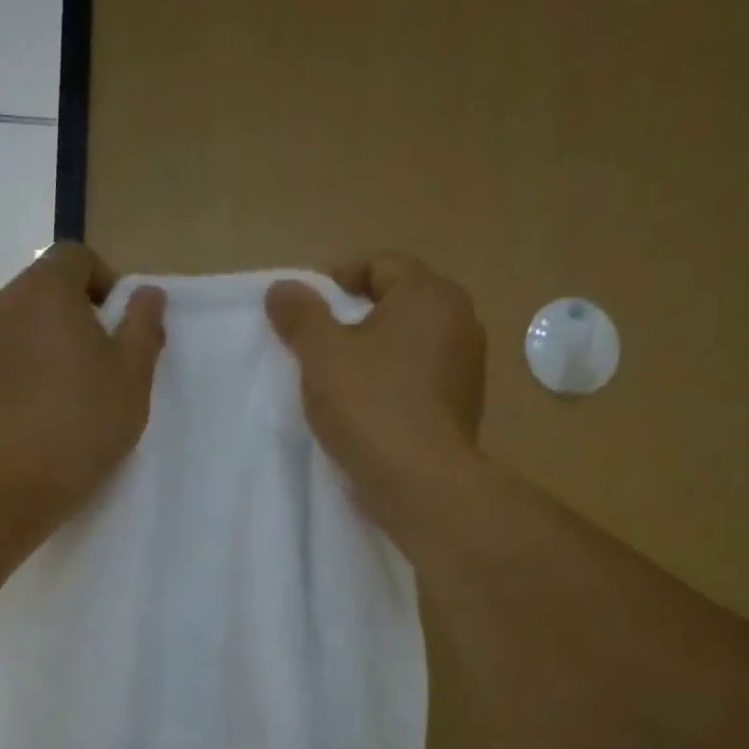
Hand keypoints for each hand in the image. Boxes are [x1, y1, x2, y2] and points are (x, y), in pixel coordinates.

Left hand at [0, 244, 165, 509]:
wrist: (17, 484)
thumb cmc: (86, 422)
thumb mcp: (134, 374)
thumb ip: (143, 324)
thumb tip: (147, 293)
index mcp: (46, 291)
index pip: (76, 256)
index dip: (104, 281)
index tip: (118, 324)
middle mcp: (1, 304)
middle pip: (42, 290)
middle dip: (72, 314)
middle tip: (96, 362)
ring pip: (15, 327)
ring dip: (40, 344)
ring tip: (61, 392)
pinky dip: (13, 373)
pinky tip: (31, 414)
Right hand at [264, 252, 485, 530]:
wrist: (421, 484)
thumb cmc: (371, 407)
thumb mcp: (323, 355)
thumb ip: (301, 315)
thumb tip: (281, 288)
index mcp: (430, 295)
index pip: (379, 263)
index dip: (336, 279)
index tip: (305, 312)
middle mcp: (459, 320)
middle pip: (396, 302)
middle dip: (352, 319)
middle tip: (315, 346)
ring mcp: (466, 366)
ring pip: (408, 344)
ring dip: (372, 354)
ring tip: (336, 381)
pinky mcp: (462, 406)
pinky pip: (418, 379)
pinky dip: (391, 383)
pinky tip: (365, 410)